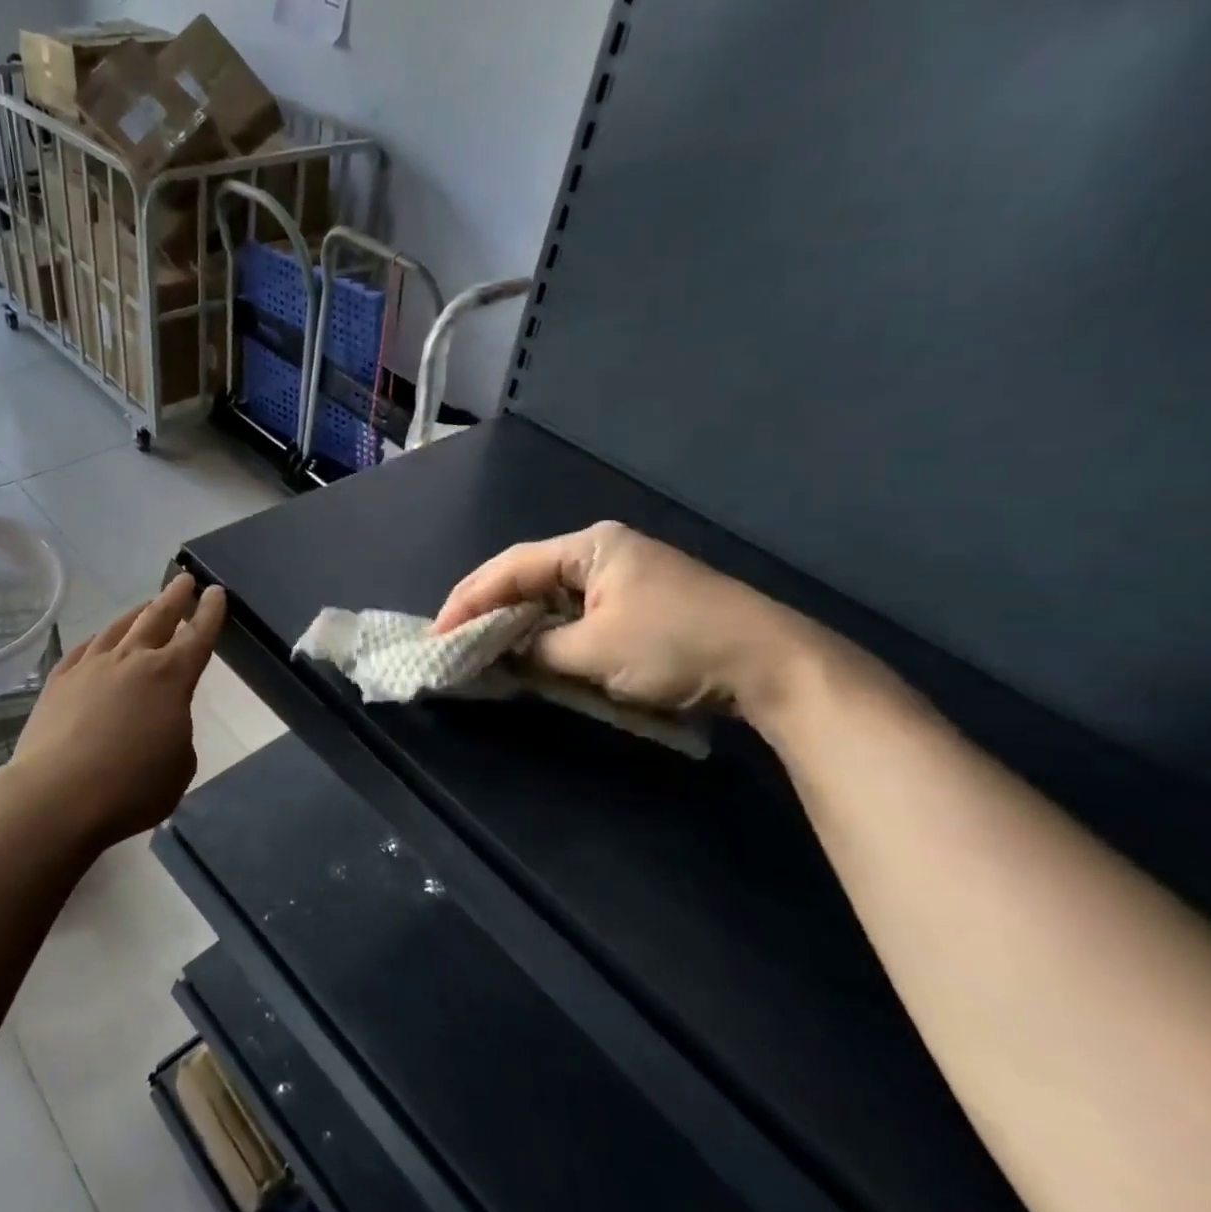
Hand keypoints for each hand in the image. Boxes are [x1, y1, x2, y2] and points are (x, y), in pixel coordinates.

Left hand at [5, 573, 226, 850]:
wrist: (57, 797)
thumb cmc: (132, 787)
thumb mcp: (179, 765)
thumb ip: (176, 732)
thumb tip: (159, 720)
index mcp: (171, 677)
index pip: (198, 636)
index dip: (210, 613)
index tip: (216, 592)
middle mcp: (132, 660)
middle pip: (157, 617)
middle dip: (174, 597)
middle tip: (184, 580)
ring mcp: (91, 667)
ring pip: (118, 628)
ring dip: (136, 613)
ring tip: (145, 605)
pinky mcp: (58, 682)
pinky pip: (83, 650)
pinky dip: (98, 641)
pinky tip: (98, 642)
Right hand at [433, 521, 824, 716]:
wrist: (774, 664)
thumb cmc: (676, 646)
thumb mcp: (594, 652)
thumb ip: (537, 650)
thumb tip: (502, 654)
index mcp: (590, 546)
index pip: (510, 567)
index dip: (468, 600)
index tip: (437, 632)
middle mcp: (602, 551)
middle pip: (527, 575)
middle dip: (487, 608)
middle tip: (450, 637)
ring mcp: (624, 576)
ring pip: (550, 596)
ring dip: (516, 621)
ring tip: (479, 645)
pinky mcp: (638, 603)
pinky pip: (575, 612)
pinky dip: (547, 631)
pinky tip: (529, 649)